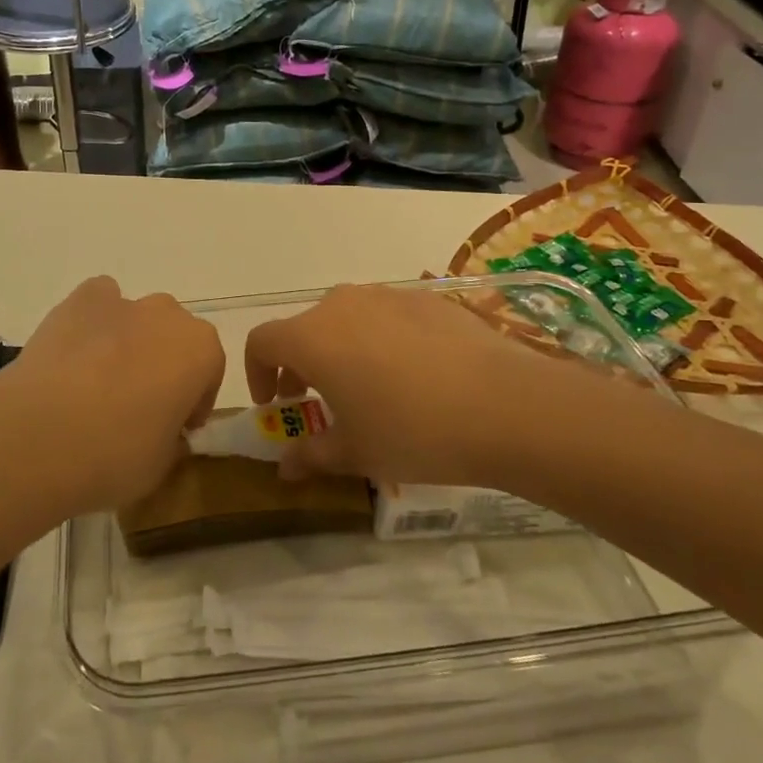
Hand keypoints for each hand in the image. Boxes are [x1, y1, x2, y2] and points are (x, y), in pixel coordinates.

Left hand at [3, 276, 223, 514]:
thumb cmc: (114, 454)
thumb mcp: (162, 464)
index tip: (176, 428)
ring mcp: (121, 302)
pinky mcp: (78, 300)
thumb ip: (173, 438)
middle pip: (174, 336)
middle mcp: (167, 315)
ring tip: (99, 384)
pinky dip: (93, 322)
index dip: (194, 401)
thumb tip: (163, 430)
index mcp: (200, 351)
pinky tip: (75, 356)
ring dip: (129, 342)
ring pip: (136, 318)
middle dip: (164, 364)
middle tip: (139, 406)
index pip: (210, 371)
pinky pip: (98, 303)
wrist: (39, 435)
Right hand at [245, 284, 632, 486]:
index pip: (261, 342)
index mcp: (312, 337)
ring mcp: (387, 295)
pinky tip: (414, 375)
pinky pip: (387, 315)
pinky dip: (382, 339)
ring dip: (341, 349)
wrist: (505, 404)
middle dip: (300, 364)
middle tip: (318, 401)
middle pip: (304, 328)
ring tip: (368, 388)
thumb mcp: (357, 452)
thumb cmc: (413, 431)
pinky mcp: (427, 297)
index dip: (257, 373)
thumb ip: (312, 454)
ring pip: (346, 318)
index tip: (276, 404)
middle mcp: (342, 304)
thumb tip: (284, 467)